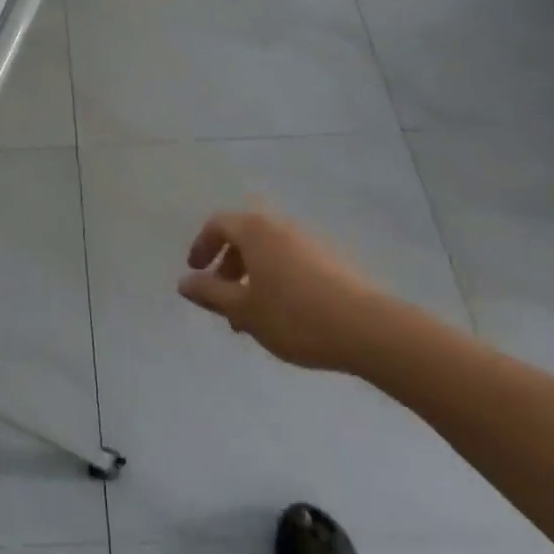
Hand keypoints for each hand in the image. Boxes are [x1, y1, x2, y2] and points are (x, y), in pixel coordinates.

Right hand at [178, 209, 394, 372]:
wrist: (369, 329)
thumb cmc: (295, 316)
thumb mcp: (244, 310)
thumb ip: (211, 294)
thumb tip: (184, 283)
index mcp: (255, 231)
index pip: (218, 224)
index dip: (202, 246)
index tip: (196, 273)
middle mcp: (281, 226)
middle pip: (244, 236)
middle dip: (228, 265)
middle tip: (222, 298)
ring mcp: (309, 241)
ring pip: (269, 251)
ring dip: (252, 276)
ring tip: (253, 315)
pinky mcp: (332, 260)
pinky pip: (291, 261)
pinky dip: (276, 279)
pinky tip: (285, 315)